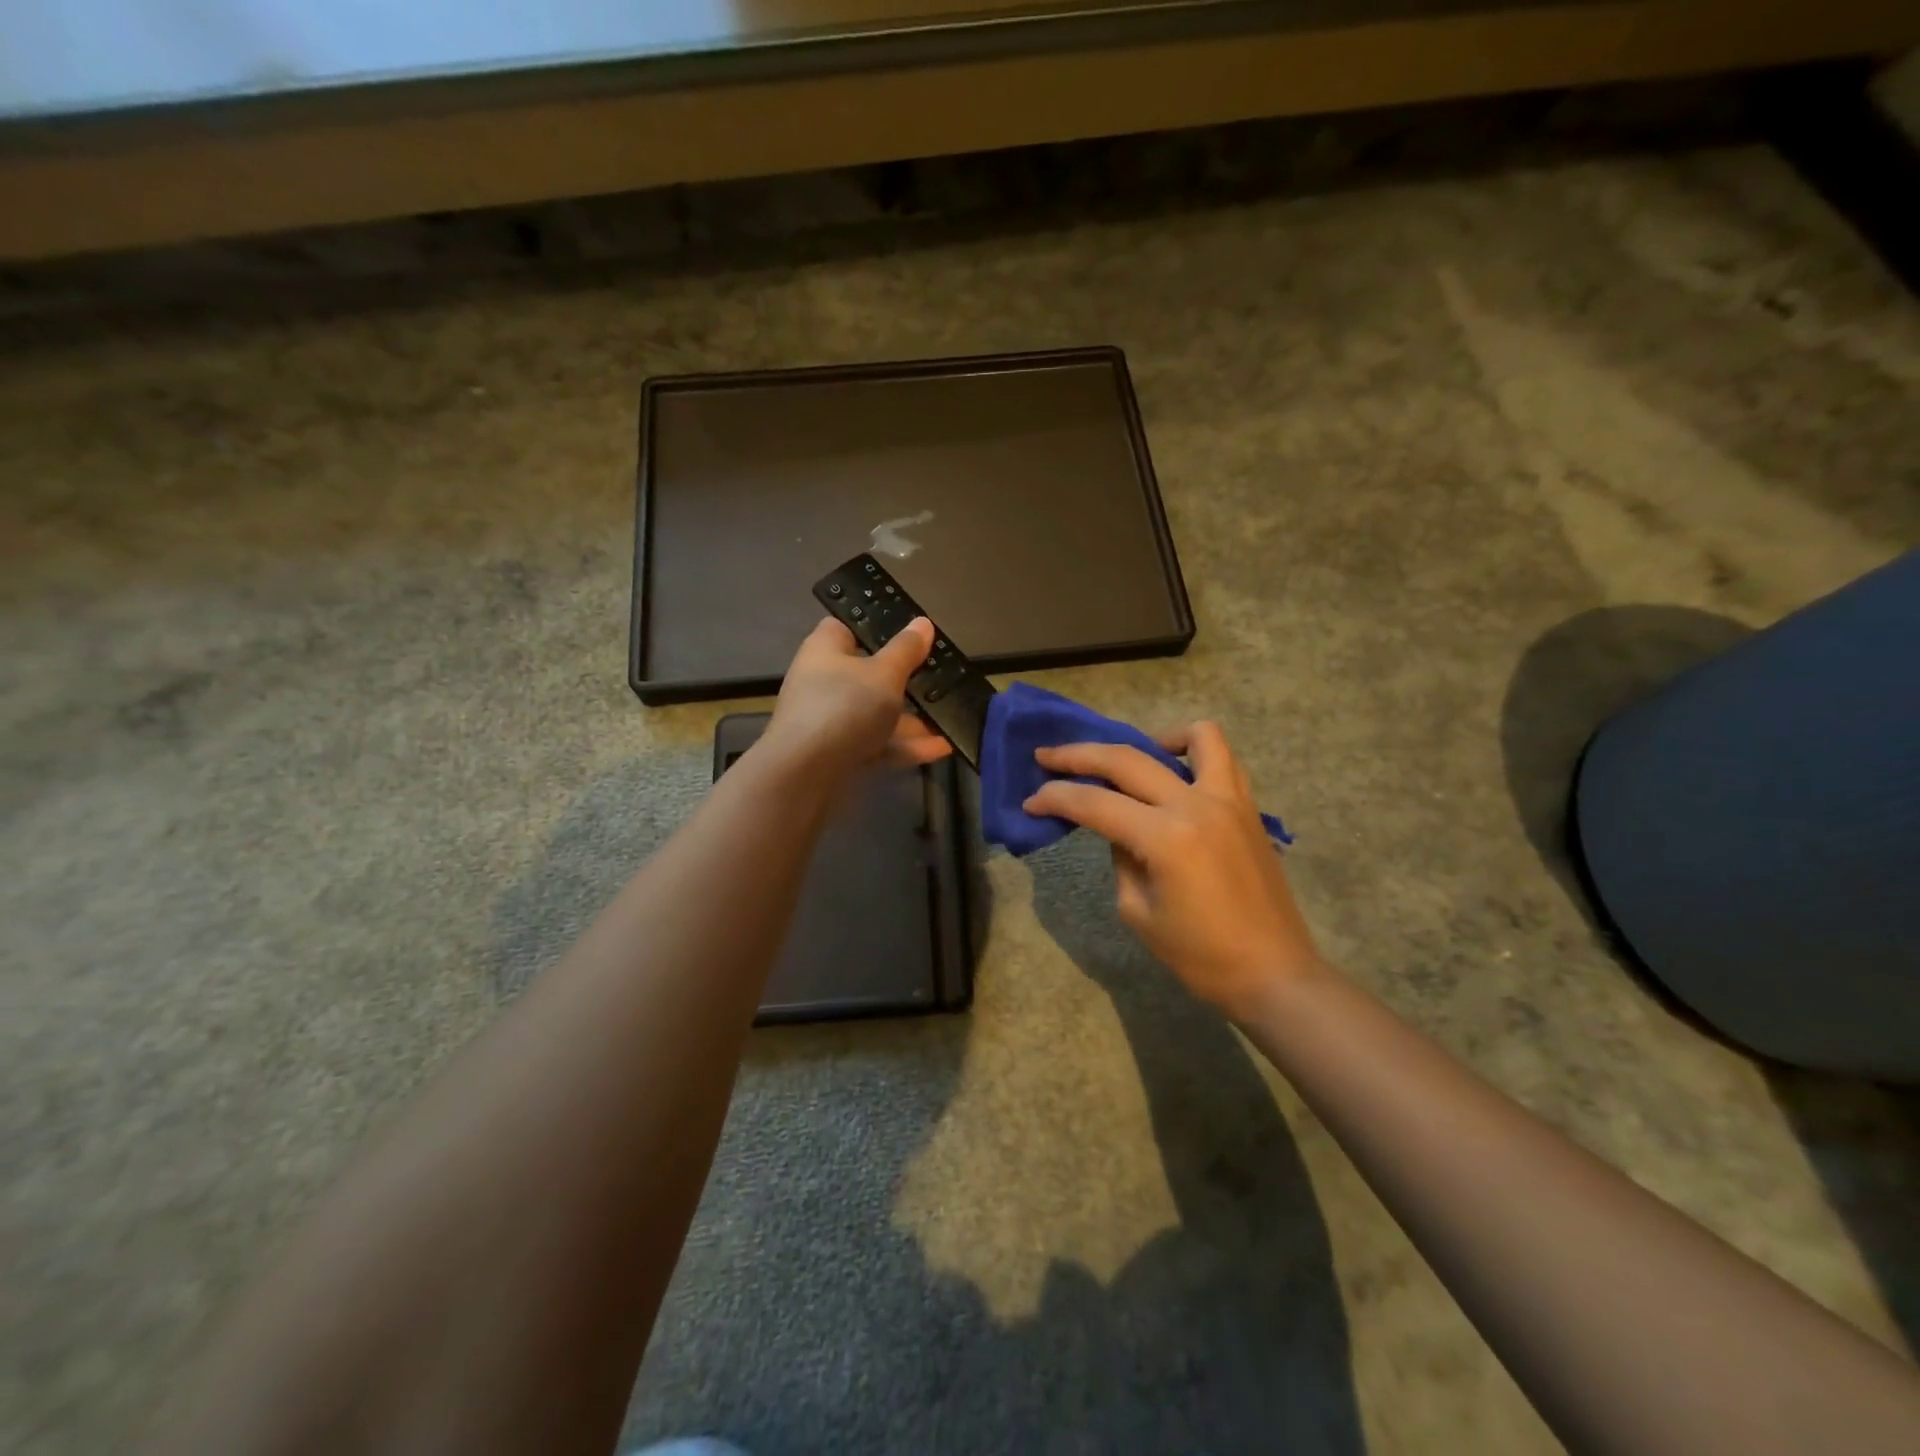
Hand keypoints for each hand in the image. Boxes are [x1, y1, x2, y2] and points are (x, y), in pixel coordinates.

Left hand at [764, 616, 952, 777]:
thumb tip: (922, 623)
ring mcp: (830, 721)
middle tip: (940, 680)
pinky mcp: (839, 754)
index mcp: (825, 650)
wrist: (805, 775)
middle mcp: (824, 682)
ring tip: (949, 720)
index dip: (875, 629)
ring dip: (912, 720)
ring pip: (876, 714)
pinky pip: (877, 744)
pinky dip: (905, 746)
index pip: (846, 628)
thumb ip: (906, 650)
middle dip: (904, 681)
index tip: (909, 636)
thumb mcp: (885, 674)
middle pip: (868, 675)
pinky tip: (942, 748)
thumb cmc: (844, 707)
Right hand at [1023, 722, 1325, 1016]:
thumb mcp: (1139, 912)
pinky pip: (1223, 759)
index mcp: (1166, 837)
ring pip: (1193, 737)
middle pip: (1127, 760)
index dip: (1055, 799)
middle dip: (1079, 756)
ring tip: (1128, 760)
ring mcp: (1229, 800)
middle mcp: (1196, 804)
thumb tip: (1120, 832)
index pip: (1095, 804)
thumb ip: (1122, 859)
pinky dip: (1194, 751)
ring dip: (1150, 738)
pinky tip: (1173, 774)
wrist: (1274, 974)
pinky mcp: (1248, 807)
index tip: (1030, 801)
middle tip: (1047, 757)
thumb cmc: (1201, 956)